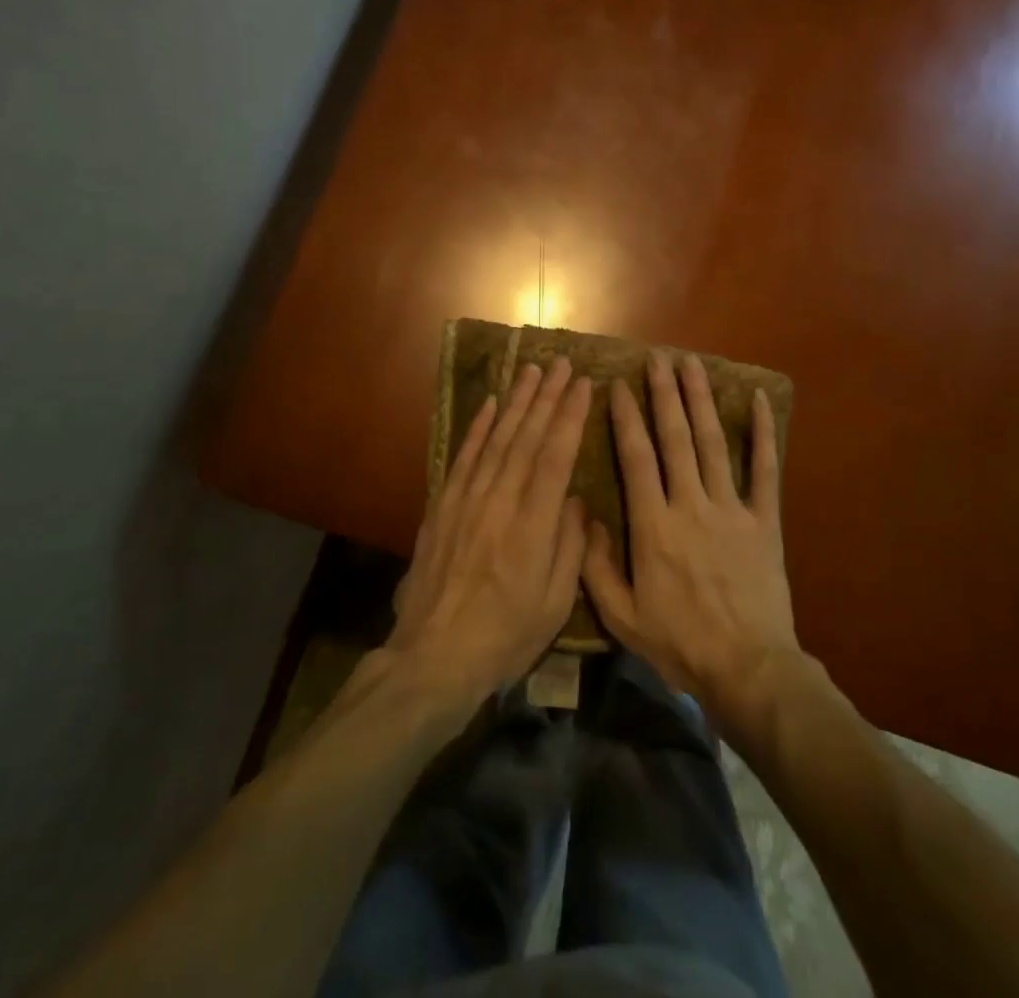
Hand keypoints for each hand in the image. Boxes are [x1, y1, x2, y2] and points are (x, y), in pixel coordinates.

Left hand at [386, 357, 592, 704]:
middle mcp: (500, 501)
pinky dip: (478, 428)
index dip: (570, 416)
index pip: (556, 456)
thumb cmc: (506, 636)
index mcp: (533, 525)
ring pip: (497, 439)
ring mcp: (467, 500)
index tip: (583, 384)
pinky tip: (491, 404)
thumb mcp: (556, 603)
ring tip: (532, 371)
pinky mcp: (443, 506)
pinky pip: (463, 457)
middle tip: (561, 363)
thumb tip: (576, 499)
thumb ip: (570, 546)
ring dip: (517, 402)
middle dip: (547, 397)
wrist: (435, 656)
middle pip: (527, 437)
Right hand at [582, 350, 799, 720]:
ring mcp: (731, 509)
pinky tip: (759, 400)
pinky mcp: (764, 520)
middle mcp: (691, 505)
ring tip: (692, 365)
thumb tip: (586, 516)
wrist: (748, 668)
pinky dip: (763, 433)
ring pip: (713, 443)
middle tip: (657, 358)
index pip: (636, 458)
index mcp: (654, 525)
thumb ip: (597, 565)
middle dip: (664, 394)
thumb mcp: (622, 616)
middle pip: (676, 438)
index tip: (618, 386)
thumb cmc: (679, 643)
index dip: (626, 418)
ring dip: (701, 400)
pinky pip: (765, 469)